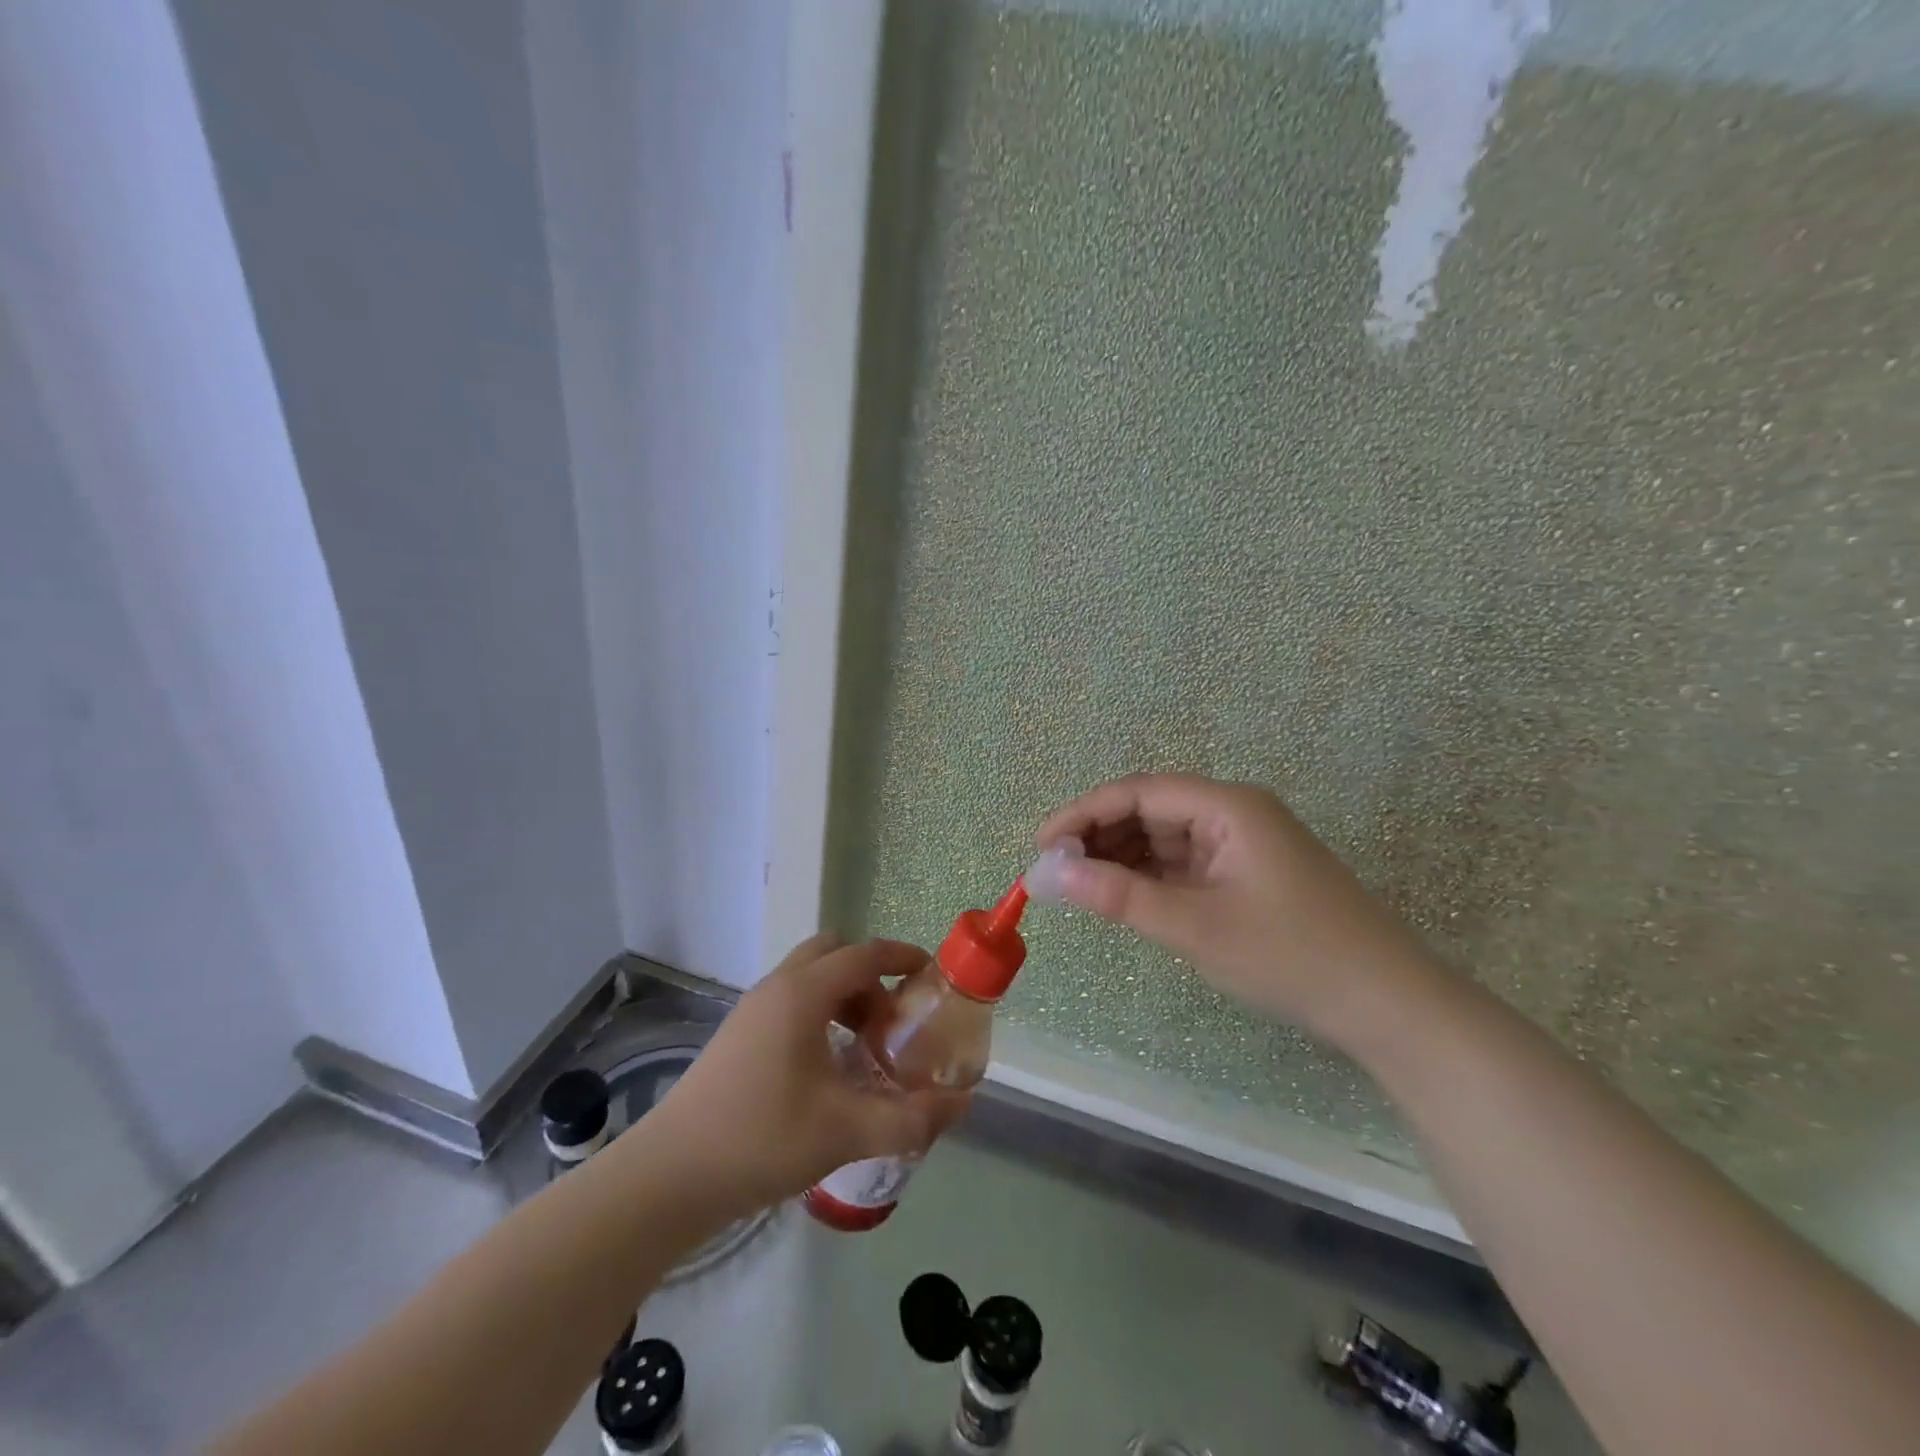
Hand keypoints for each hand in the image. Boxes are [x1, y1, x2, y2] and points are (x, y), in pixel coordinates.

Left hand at [645, 935, 967, 1214]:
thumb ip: (909, 1118)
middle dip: (870, 977)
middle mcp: (778, 987)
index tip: (931, 975)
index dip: (902, 957)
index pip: (864, 954)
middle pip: (834, 954)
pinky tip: (827, 1068)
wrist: (670, 1176)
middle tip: (890, 1021)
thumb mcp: (846, 1130)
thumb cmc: (762, 1138)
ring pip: (810, 978)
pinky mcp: (738, 1035)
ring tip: (863, 1049)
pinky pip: (791, 1002)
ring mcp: (752, 1010)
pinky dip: (820, 1014)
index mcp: (803, 993)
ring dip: (844, 997)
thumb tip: (959, 1105)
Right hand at [1037, 773, 1443, 1042]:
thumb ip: (1120, 896)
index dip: (1084, 813)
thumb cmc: (1291, 956)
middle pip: (1150, 810)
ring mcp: (1241, 844)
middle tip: (1054, 871)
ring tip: (1078, 886)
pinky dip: (1149, 877)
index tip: (1042, 844)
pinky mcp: (1245, 874)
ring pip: (1164, 838)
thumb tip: (1051, 874)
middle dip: (1099, 836)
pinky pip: (1183, 863)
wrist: (1387, 1005)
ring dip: (1120, 858)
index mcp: (1228, 806)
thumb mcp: (1196, 926)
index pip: (1138, 792)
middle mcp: (1233, 813)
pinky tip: (1120, 896)